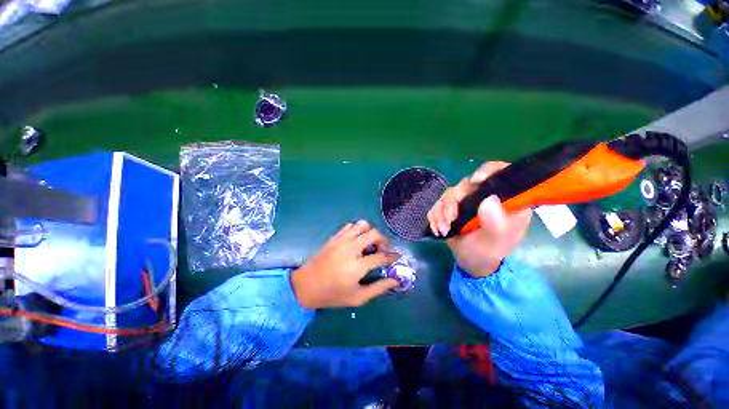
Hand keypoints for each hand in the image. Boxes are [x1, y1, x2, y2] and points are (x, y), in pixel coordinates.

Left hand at [291, 220, 399, 308]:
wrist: (306, 286)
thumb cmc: (332, 294)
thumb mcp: (357, 298)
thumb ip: (378, 288)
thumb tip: (395, 280)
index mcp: (357, 266)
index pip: (382, 256)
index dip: (392, 256)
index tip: (397, 256)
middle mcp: (351, 249)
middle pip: (374, 234)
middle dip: (384, 240)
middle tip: (383, 249)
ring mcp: (341, 241)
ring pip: (362, 225)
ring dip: (370, 232)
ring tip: (370, 243)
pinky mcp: (334, 237)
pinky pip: (350, 226)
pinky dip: (357, 230)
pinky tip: (357, 240)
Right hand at [427, 162, 532, 277]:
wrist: (472, 262)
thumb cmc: (489, 252)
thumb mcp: (496, 242)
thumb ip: (496, 223)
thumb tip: (489, 199)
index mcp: (504, 200)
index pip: (500, 173)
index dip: (488, 171)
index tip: (476, 181)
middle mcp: (484, 196)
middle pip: (465, 185)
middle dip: (452, 204)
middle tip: (449, 222)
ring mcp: (466, 201)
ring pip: (447, 195)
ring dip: (441, 213)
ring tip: (443, 230)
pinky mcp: (451, 208)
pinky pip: (437, 205)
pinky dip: (434, 217)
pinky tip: (438, 230)